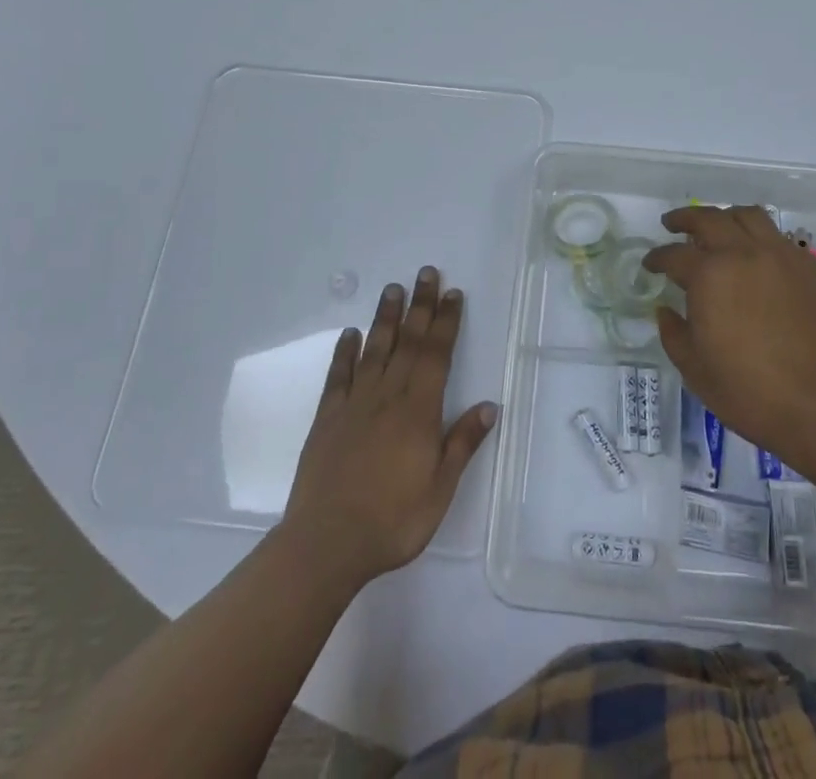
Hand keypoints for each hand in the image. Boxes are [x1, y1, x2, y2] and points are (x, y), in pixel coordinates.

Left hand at [282, 267, 496, 588]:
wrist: (326, 544)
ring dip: (386, 318)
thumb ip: (462, 444)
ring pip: (375, 350)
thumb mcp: (439, 490)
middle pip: (408, 342)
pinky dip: (345, 352)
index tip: (453, 294)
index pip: (436, 355)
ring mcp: (354, 405)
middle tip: (426, 273)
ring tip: (393, 289)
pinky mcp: (327, 419)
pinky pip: (338, 377)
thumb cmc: (392, 522)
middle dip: (420, 306)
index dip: (446, 322)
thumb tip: (489, 406)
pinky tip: (350, 334)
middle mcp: (388, 397)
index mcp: (418, 411)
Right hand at [644, 206, 815, 473]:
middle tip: (673, 224)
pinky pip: (780, 238)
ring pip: (749, 216)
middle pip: (709, 219)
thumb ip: (673, 333)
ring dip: (726, 217)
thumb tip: (666, 309)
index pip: (674, 254)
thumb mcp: (695, 369)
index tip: (650, 264)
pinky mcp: (810, 268)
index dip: (657, 258)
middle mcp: (744, 253)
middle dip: (685, 219)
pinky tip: (757, 256)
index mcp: (709, 274)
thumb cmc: (749, 392)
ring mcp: (782, 256)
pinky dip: (760, 237)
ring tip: (718, 228)